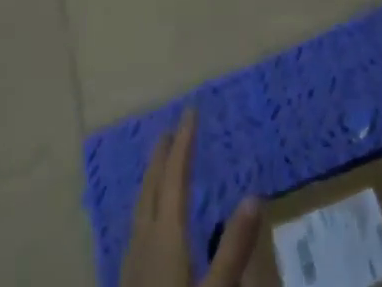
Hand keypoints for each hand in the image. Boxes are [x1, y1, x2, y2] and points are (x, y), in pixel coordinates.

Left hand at [120, 108, 261, 286]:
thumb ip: (233, 249)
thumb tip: (253, 195)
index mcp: (165, 237)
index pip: (175, 177)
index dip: (184, 142)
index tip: (191, 111)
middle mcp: (144, 242)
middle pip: (152, 187)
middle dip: (163, 155)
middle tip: (174, 127)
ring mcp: (131, 265)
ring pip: (140, 207)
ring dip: (152, 179)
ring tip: (162, 163)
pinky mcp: (127, 285)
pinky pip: (137, 227)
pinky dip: (147, 206)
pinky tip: (150, 222)